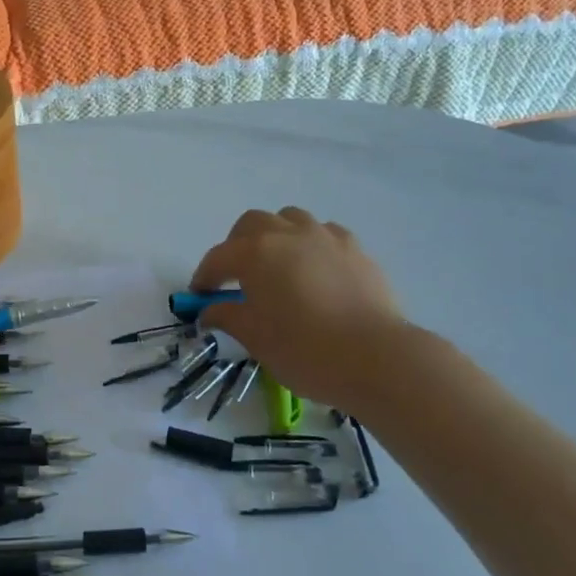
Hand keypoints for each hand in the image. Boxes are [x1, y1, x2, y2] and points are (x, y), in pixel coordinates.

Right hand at [191, 207, 411, 412]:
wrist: (375, 356)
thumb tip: (209, 310)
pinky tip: (315, 268)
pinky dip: (311, 244)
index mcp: (255, 253)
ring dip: (276, 235)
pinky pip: (324, 233)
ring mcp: (324, 236)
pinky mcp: (354, 248)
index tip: (200, 297)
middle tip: (237, 276)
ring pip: (290, 219)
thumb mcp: (255, 338)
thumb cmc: (304, 349)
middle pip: (252, 224)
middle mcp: (286, 234)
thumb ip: (227, 316)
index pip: (218, 259)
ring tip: (278, 265)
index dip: (204, 277)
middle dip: (237, 245)